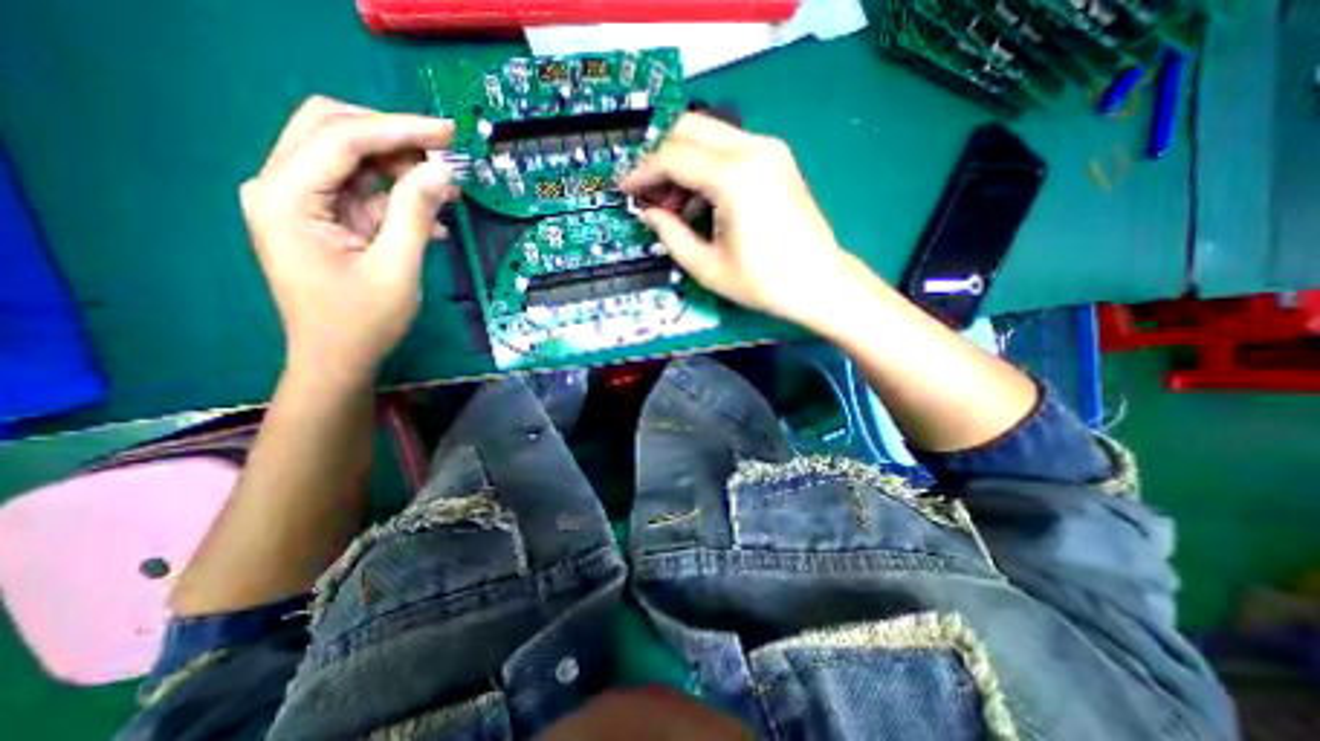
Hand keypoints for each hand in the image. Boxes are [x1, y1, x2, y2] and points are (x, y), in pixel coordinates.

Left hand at [239, 96, 459, 387]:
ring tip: (446, 188)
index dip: (398, 129)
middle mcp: (281, 187)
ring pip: (349, 160)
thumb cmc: (362, 322)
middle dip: (392, 137)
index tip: (448, 132)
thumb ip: (416, 213)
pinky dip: (396, 197)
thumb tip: (442, 169)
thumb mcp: (396, 268)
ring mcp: (299, 203)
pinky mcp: (321, 219)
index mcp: (286, 198)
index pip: (340, 137)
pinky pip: (360, 192)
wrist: (336, 360)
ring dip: (399, 168)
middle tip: (444, 151)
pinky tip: (432, 219)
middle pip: (332, 131)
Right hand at [626, 112, 855, 330]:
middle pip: (689, 128)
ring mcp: (769, 150)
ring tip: (676, 207)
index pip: (674, 157)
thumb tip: (647, 212)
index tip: (625, 190)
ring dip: (683, 162)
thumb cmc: (763, 283)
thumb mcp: (707, 267)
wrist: (819, 283)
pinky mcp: (777, 158)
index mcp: (734, 178)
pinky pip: (728, 148)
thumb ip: (670, 234)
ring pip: (709, 134)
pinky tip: (703, 201)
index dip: (643, 172)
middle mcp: (753, 149)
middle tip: (651, 196)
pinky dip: (706, 166)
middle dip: (661, 158)